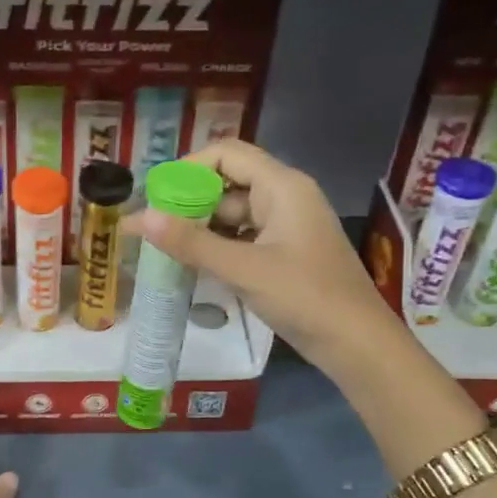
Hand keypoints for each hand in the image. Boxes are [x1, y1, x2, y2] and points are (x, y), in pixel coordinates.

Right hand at [121, 139, 389, 373]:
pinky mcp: (283, 253)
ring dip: (199, 228)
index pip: (227, 154)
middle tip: (149, 227)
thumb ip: (191, 242)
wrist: (357, 344)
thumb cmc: (305, 297)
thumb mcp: (243, 269)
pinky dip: (216, 247)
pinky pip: (242, 238)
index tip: (156, 195)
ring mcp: (285, 227)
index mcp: (282, 186)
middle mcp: (284, 197)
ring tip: (161, 247)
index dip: (188, 167)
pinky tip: (191, 265)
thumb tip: (139, 218)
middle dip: (187, 202)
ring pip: (232, 214)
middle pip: (226, 183)